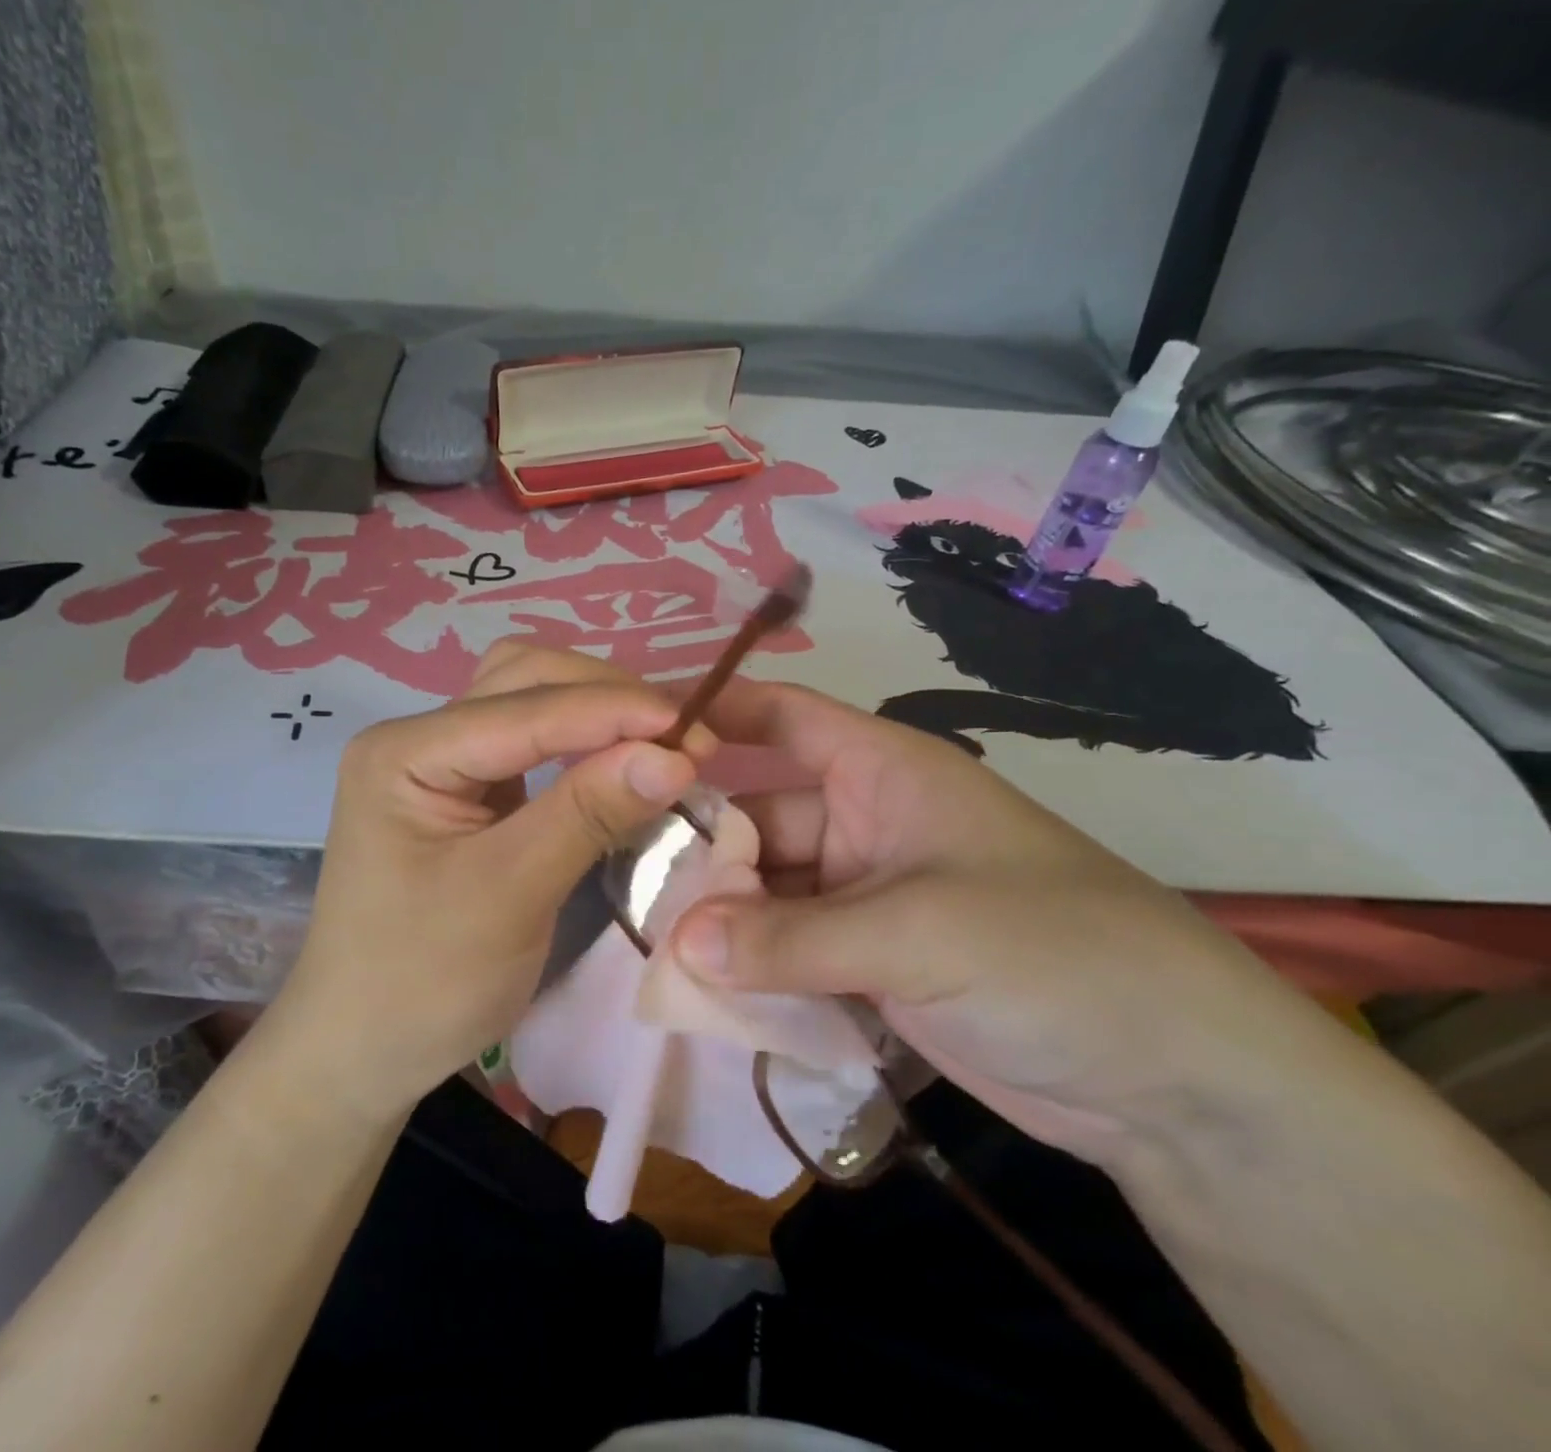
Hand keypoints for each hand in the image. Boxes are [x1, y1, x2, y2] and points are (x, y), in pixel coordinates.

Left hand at [265, 643, 712, 1120]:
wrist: (363, 1050)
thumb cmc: (422, 983)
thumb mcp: (509, 896)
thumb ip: (588, 814)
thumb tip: (675, 755)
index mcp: (405, 753)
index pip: (524, 708)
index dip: (613, 711)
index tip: (694, 730)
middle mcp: (419, 738)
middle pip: (523, 680)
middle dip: (606, 697)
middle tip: (684, 736)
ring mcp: (443, 763)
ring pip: (531, 702)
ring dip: (598, 711)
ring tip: (663, 740)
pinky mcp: (469, 793)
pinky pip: (534, 744)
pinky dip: (584, 743)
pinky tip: (624, 759)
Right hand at [668, 681, 1349, 1166]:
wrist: (1176, 1082)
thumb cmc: (1054, 955)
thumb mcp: (917, 934)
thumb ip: (788, 939)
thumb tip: (678, 947)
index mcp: (882, 773)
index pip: (781, 719)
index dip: (712, 716)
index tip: (634, 740)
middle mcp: (864, 824)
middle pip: (757, 818)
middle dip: (699, 850)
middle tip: (624, 883)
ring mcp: (864, 899)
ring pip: (766, 893)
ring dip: (719, 921)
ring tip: (649, 948)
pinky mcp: (869, 965)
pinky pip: (789, 953)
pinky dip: (750, 969)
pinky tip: (700, 992)